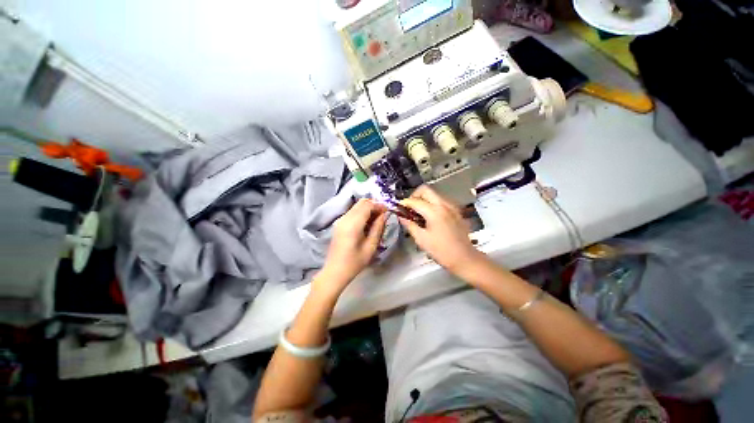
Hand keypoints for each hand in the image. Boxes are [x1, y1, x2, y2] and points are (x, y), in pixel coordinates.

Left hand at [316, 199, 387, 295]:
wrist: (334, 272)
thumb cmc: (354, 262)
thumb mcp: (371, 246)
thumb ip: (378, 228)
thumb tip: (385, 215)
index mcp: (353, 224)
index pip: (367, 205)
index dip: (379, 205)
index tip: (388, 211)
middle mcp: (345, 218)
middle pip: (361, 202)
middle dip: (374, 205)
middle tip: (383, 215)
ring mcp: (340, 220)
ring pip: (357, 206)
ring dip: (368, 209)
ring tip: (377, 220)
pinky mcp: (339, 223)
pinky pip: (353, 212)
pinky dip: (362, 213)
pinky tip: (367, 223)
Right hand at [399, 186, 484, 274]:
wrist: (464, 258)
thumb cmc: (442, 251)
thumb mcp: (421, 239)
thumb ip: (409, 225)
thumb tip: (401, 217)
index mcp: (434, 212)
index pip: (415, 201)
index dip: (404, 203)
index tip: (398, 207)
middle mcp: (444, 205)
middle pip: (425, 190)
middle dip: (414, 196)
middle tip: (409, 207)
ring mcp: (451, 206)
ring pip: (434, 194)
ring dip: (423, 199)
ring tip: (418, 213)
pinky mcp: (455, 211)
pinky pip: (441, 201)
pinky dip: (432, 204)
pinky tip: (429, 216)